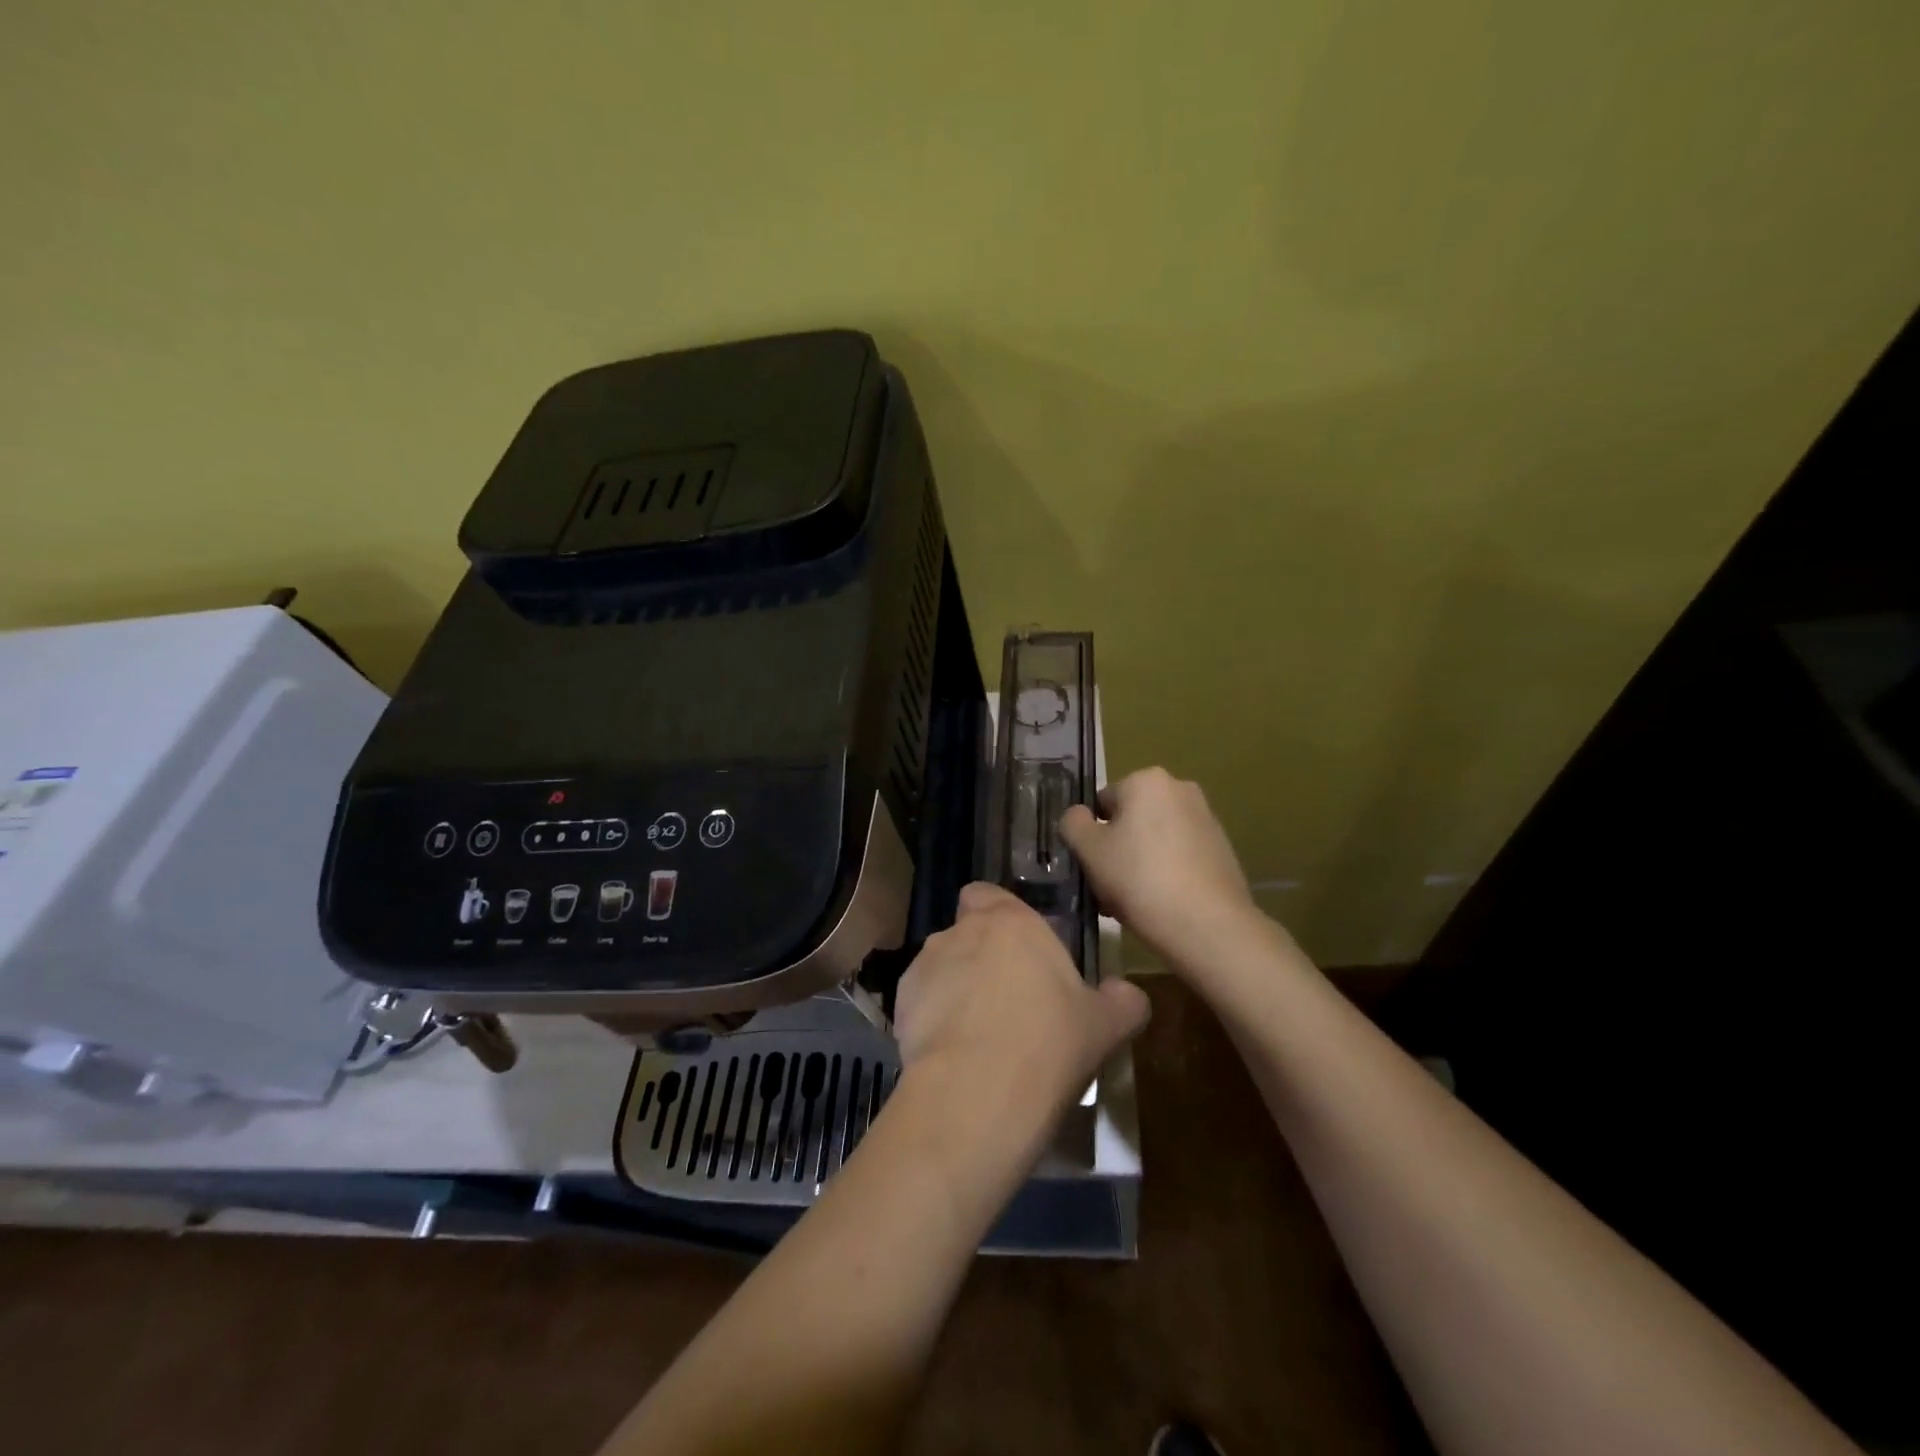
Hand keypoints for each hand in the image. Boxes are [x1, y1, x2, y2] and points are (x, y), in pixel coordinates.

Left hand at [894, 883, 1149, 1122]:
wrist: (977, 1094)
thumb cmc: (1049, 1044)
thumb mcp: (1105, 1026)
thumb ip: (1122, 1001)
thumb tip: (1129, 995)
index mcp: (1010, 922)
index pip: (988, 894)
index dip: (1000, 917)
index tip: (1022, 951)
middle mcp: (961, 932)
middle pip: (967, 933)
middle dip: (982, 958)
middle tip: (1011, 1001)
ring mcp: (924, 967)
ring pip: (942, 969)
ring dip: (957, 989)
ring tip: (981, 1038)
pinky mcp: (899, 1005)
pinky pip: (922, 1004)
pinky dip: (934, 1021)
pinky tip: (956, 1058)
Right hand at [1059, 767, 1266, 969]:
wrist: (1207, 924)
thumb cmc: (1139, 878)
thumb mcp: (1089, 850)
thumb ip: (1073, 824)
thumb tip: (1078, 816)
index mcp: (1147, 780)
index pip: (1102, 803)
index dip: (1091, 836)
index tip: (1092, 867)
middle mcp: (1180, 789)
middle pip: (1130, 820)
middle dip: (1117, 849)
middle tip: (1108, 887)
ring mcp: (1206, 819)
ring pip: (1154, 839)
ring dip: (1139, 863)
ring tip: (1132, 901)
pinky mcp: (1222, 849)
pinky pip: (1179, 855)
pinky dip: (1166, 872)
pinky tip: (1160, 903)